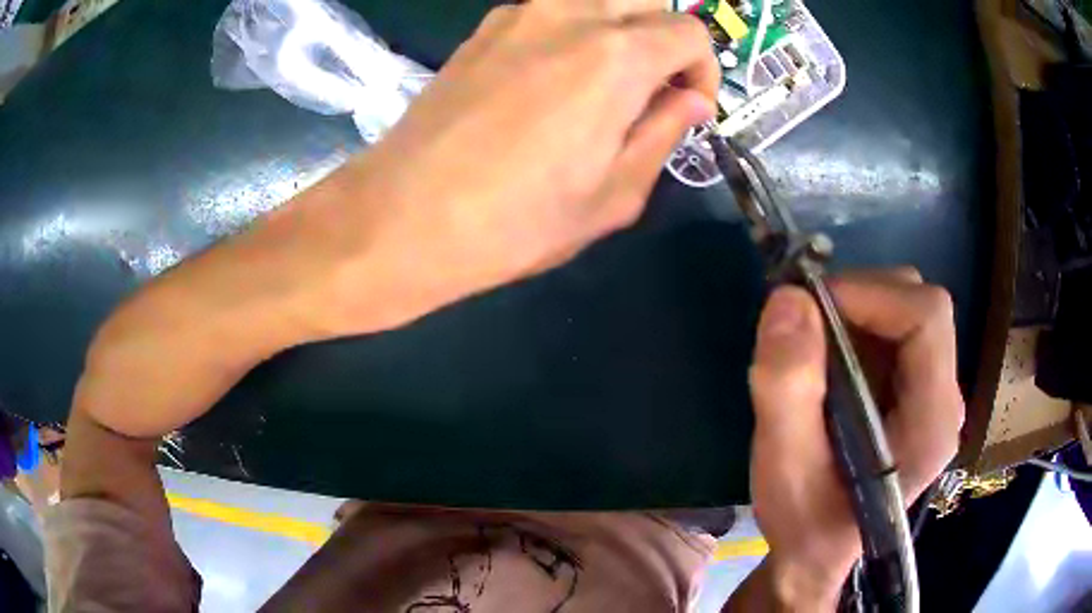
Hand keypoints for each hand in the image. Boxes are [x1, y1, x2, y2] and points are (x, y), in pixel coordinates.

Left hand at [300, 2, 718, 333]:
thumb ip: (663, 134)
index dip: (703, 71)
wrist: (403, 217)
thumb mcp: (613, 196)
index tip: (688, 109)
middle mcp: (570, 15)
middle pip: (645, 0)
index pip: (690, 32)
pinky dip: (572, 30)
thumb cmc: (515, 222)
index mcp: (616, 55)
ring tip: (604, 82)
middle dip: (665, 40)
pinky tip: (551, 77)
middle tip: (651, 91)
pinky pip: (549, 11)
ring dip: (619, 29)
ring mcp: (519, 15)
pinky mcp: (484, 29)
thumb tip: (690, 100)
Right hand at [743, 270, 964, 608]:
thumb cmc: (806, 525)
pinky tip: (826, 362)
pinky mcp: (914, 393)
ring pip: (905, 312)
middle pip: (919, 306)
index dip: (870, 294)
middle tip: (804, 324)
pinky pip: (892, 332)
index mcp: (932, 420)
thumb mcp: (784, 468)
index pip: (926, 317)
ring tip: (810, 347)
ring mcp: (932, 394)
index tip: (810, 307)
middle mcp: (944, 398)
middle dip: (859, 298)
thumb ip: (786, 389)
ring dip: (854, 312)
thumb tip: (787, 300)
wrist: (817, 555)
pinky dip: (855, 327)